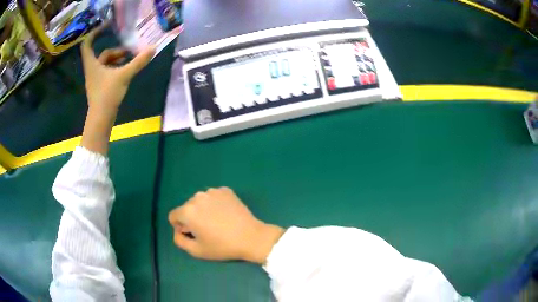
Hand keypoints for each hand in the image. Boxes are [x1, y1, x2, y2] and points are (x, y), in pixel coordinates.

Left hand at [79, 25, 154, 154]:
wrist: (101, 119)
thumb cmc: (107, 95)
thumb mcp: (124, 76)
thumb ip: (138, 62)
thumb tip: (153, 48)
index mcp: (92, 64)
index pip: (87, 44)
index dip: (95, 32)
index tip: (107, 26)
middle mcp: (92, 69)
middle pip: (103, 53)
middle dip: (117, 50)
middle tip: (130, 51)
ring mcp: (96, 78)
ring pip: (106, 63)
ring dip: (118, 59)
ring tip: (131, 60)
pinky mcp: (100, 86)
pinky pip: (108, 71)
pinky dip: (117, 68)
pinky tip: (126, 70)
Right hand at [168, 187, 284, 263]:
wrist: (251, 237)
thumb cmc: (222, 246)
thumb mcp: (196, 251)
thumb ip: (179, 241)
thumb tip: (178, 232)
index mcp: (188, 211)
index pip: (173, 216)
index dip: (180, 227)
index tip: (193, 234)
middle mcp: (197, 196)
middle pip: (186, 208)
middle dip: (191, 218)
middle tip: (207, 230)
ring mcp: (212, 191)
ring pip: (200, 201)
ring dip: (203, 210)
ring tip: (217, 222)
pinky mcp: (225, 190)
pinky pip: (213, 197)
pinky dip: (215, 204)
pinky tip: (225, 214)